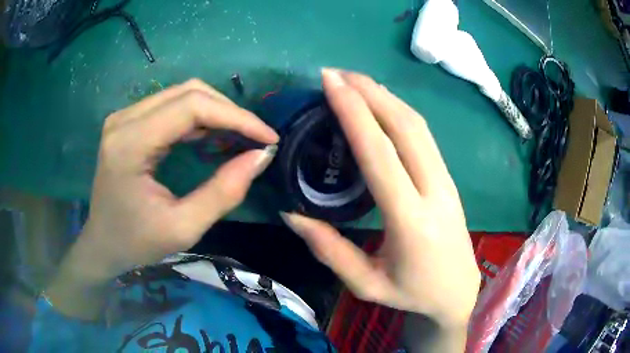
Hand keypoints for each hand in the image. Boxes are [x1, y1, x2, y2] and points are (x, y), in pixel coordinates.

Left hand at [53, 79, 277, 288]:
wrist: (103, 244)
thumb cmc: (137, 243)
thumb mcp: (183, 228)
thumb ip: (223, 192)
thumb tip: (260, 157)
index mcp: (130, 144)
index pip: (192, 107)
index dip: (235, 117)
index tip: (267, 137)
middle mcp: (125, 120)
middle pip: (188, 92)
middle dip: (229, 112)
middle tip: (256, 138)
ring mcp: (124, 117)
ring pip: (181, 94)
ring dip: (215, 112)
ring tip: (239, 137)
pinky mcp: (128, 122)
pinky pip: (170, 106)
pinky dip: (198, 117)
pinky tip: (212, 135)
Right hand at [281, 69, 479, 327]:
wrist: (458, 292)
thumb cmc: (413, 293)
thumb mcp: (366, 284)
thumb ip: (329, 250)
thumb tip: (291, 213)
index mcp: (411, 221)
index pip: (381, 154)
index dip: (354, 113)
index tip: (330, 83)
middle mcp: (434, 191)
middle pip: (405, 126)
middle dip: (369, 92)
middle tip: (336, 73)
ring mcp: (446, 181)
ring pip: (418, 125)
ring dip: (385, 96)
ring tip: (354, 81)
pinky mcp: (448, 178)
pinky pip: (424, 135)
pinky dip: (399, 111)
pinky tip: (380, 104)